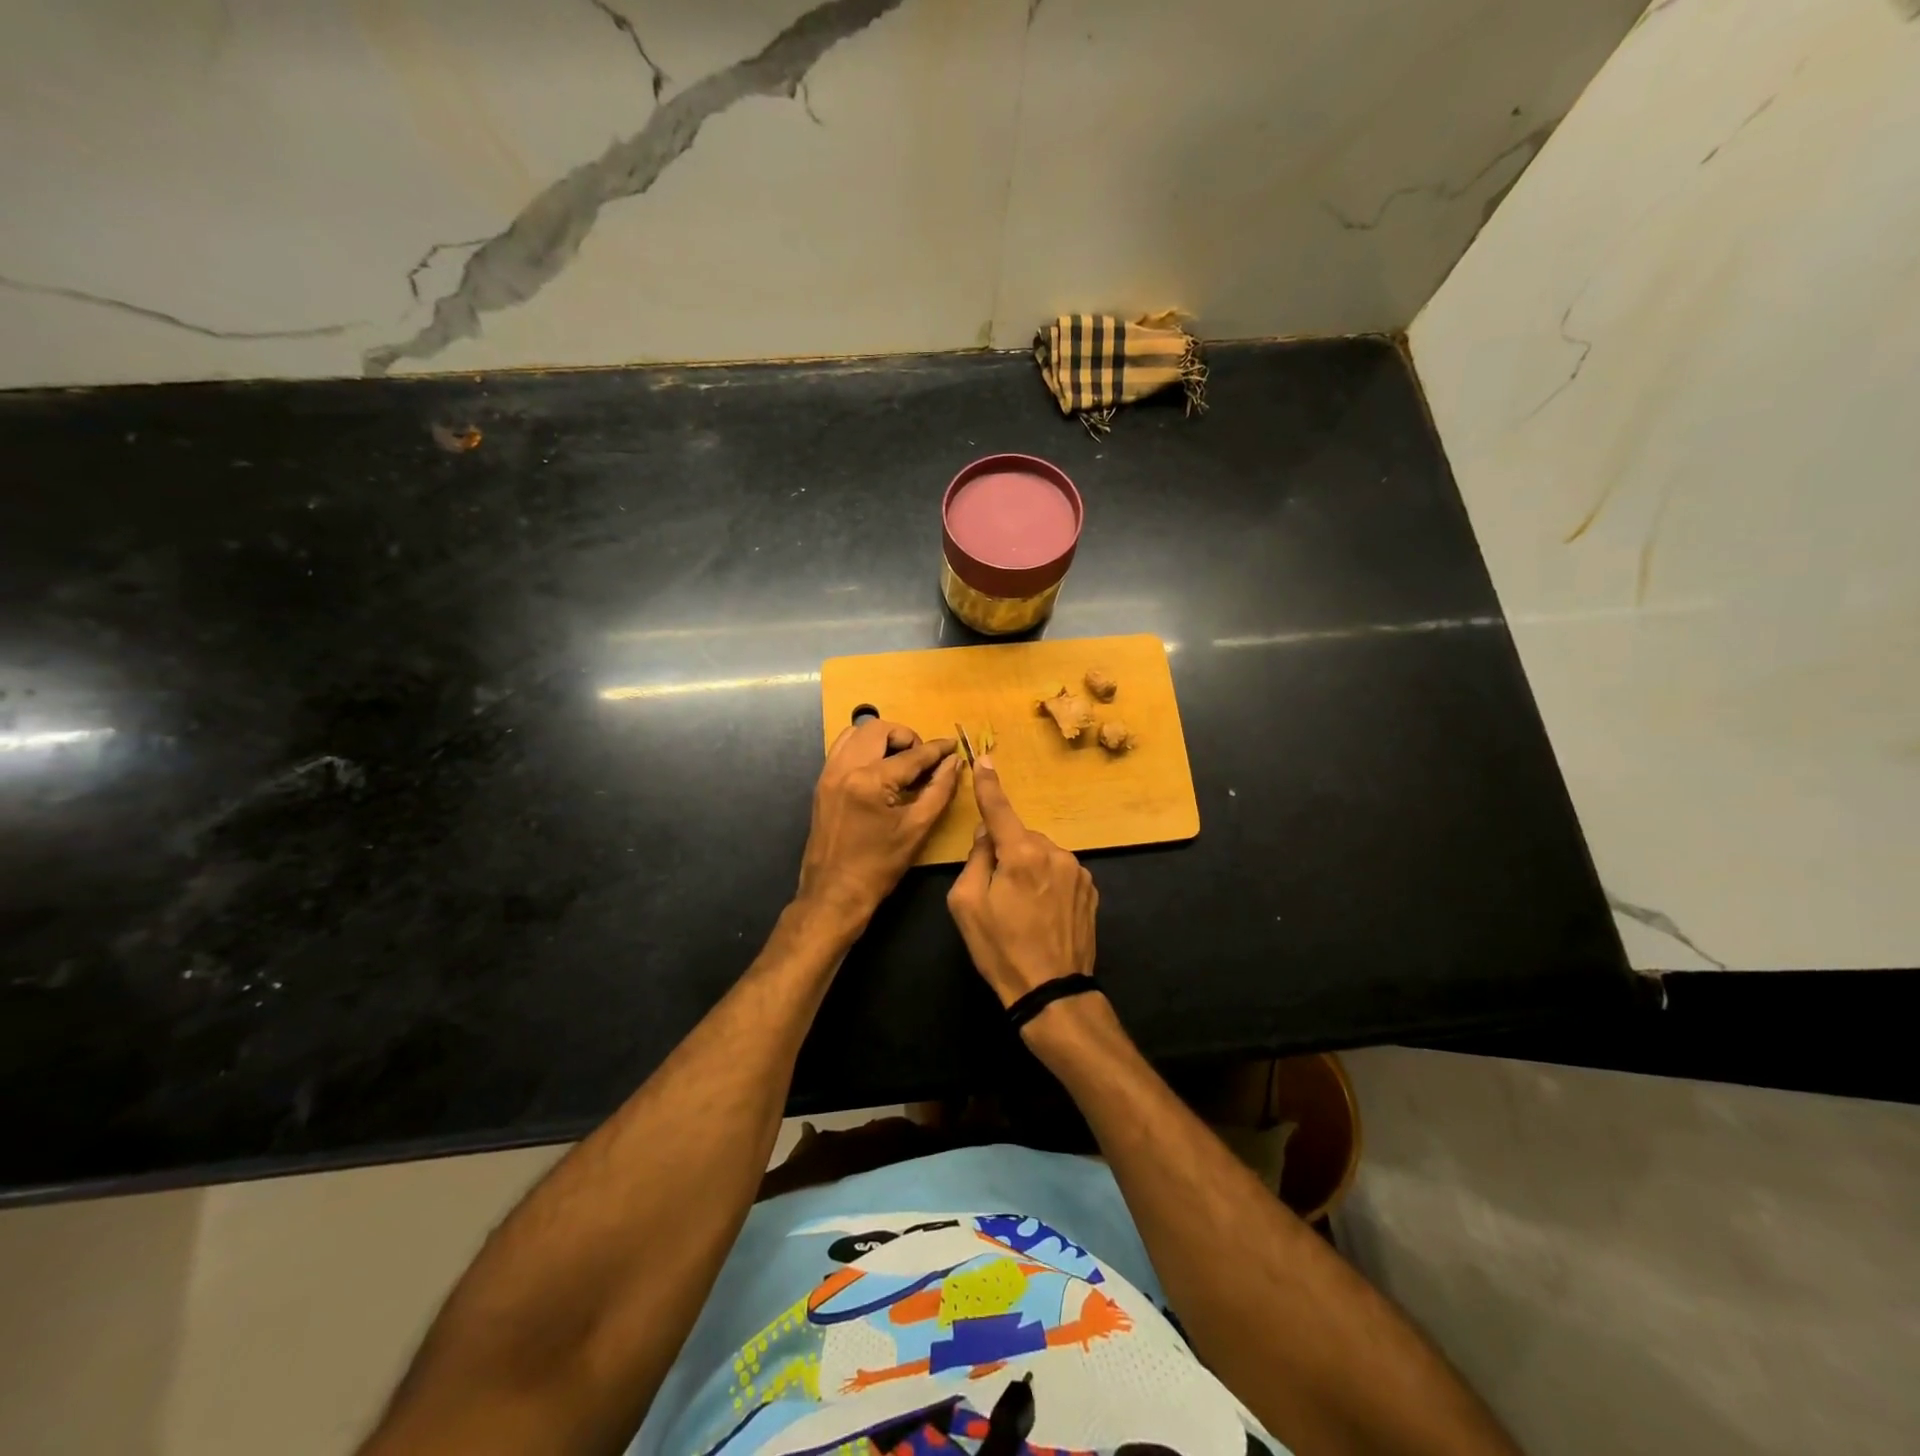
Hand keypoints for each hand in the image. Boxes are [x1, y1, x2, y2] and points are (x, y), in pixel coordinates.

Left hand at [797, 719, 959, 924]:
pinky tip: (879, 770)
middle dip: (905, 736)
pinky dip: (863, 749)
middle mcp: (845, 768)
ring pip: (856, 733)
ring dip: (882, 739)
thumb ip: (939, 790)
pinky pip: (842, 749)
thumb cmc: (879, 867)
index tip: (953, 745)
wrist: (834, 894)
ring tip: (900, 761)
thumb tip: (954, 762)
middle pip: (878, 728)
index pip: (911, 755)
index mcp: (869, 781)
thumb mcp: (917, 829)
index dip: (936, 749)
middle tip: (922, 759)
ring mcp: (829, 774)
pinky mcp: (822, 783)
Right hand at [946, 754, 1097, 1007]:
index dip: (989, 785)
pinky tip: (1045, 914)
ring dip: (1030, 870)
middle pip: (1020, 839)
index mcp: (1021, 854)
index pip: (999, 810)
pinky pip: (1060, 872)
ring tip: (1024, 911)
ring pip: (1042, 855)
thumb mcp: (967, 905)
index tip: (984, 759)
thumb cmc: (1001, 949)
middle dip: (1008, 855)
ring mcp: (1078, 870)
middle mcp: (1054, 852)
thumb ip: (975, 860)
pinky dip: (1049, 883)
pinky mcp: (1091, 889)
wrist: (1052, 991)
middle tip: (998, 895)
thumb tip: (987, 835)